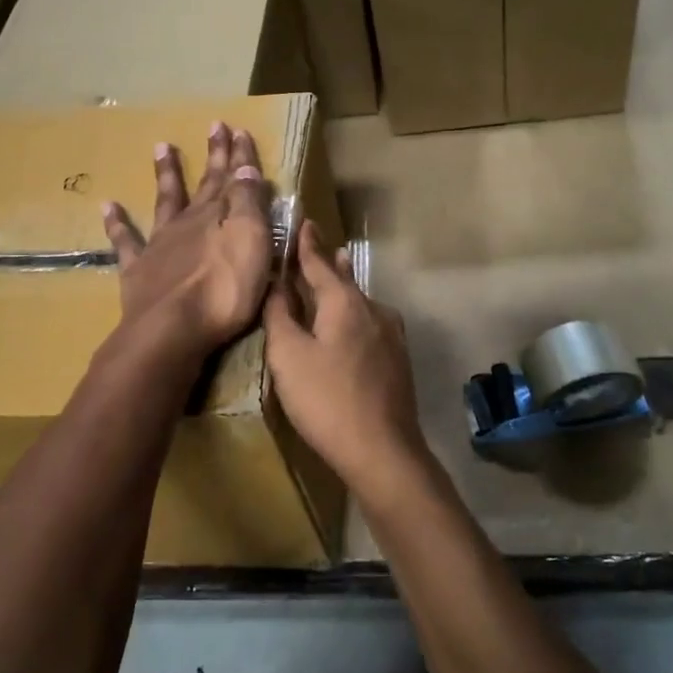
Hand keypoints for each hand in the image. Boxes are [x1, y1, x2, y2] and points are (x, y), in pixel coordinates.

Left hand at [102, 123, 273, 361]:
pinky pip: (125, 242)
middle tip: (214, 126)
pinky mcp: (138, 271)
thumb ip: (248, 204)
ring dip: (166, 174)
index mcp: (219, 217)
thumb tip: (244, 169)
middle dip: (213, 156)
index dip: (239, 156)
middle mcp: (188, 223)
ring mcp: (160, 245)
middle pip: (204, 184)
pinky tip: (108, 205)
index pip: (235, 179)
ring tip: (161, 146)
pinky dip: (117, 223)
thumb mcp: (250, 242)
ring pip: (165, 201)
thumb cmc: (223, 290)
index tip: (239, 130)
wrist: (171, 329)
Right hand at [263, 221, 426, 490]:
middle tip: (320, 246)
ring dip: (345, 289)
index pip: (320, 264)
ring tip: (337, 275)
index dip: (308, 244)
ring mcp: (392, 336)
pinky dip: (353, 316)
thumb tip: (275, 285)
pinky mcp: (397, 360)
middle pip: (345, 281)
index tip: (305, 221)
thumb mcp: (288, 356)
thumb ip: (279, 316)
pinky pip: (370, 325)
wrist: (382, 450)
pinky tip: (350, 326)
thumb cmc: (326, 399)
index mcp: (345, 302)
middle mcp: (374, 310)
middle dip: (330, 264)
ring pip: (361, 303)